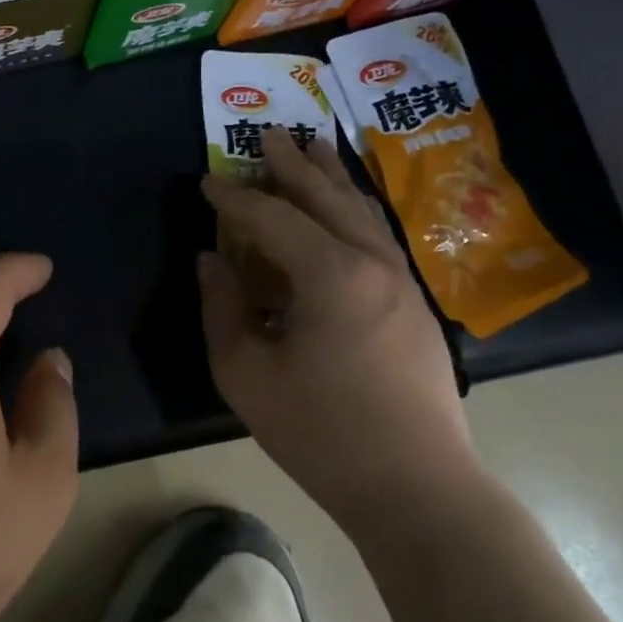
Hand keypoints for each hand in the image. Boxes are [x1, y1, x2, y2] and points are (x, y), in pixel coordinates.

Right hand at [199, 128, 477, 539]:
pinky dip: (354, 209)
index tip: (206, 183)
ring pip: (361, 211)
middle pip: (326, 197)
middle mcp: (372, 262)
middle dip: (292, 165)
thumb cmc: (321, 432)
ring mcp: (401, 281)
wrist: (416, 487)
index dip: (234, 199)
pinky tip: (347, 207)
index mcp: (330, 274)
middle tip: (268, 135)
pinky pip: (378, 235)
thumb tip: (212, 260)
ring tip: (313, 147)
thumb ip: (222, 308)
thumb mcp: (246, 374)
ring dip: (331, 177)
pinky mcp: (415, 303)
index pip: (271, 218)